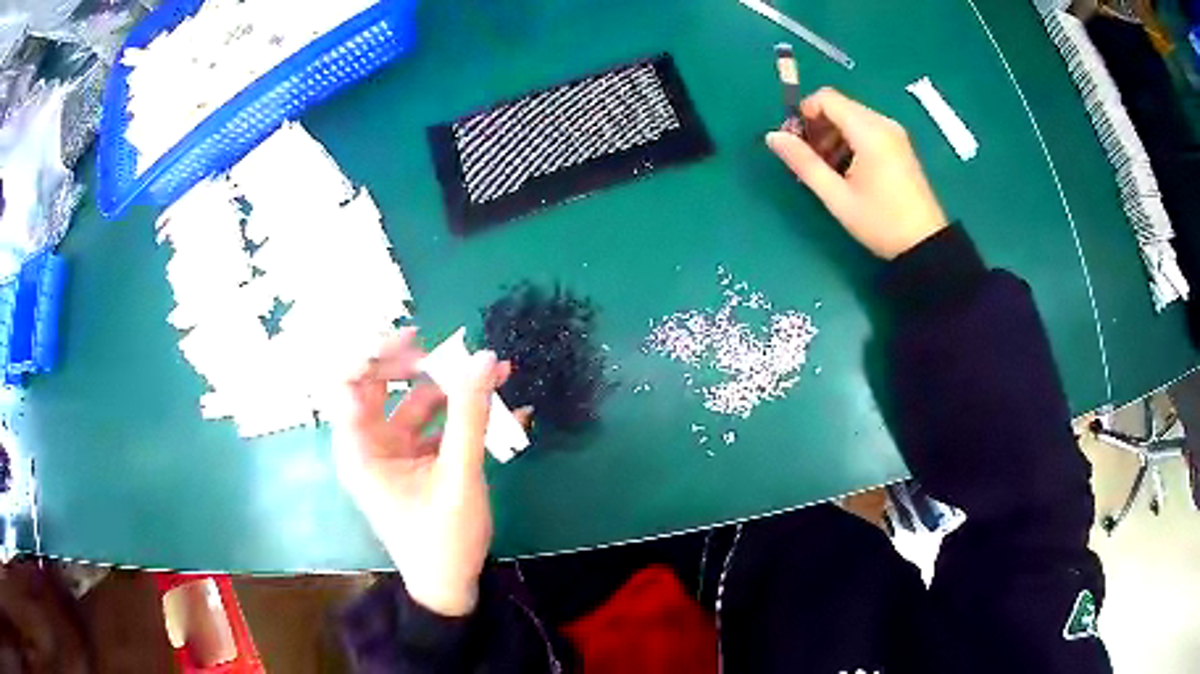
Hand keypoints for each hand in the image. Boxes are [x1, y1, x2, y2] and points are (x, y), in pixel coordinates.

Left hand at [331, 327, 510, 616]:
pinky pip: (434, 426)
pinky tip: (501, 408)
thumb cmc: (443, 537)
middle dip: (418, 366)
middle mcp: (370, 445)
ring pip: (414, 404)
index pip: (348, 383)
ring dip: (451, 388)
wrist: (450, 587)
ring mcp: (394, 453)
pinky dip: (460, 416)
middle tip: (454, 356)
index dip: (374, 354)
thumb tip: (483, 358)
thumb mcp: (458, 475)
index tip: (415, 339)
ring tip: (494, 374)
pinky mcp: (417, 462)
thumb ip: (470, 415)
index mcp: (360, 449)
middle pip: (381, 386)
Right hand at [766, 87, 947, 259]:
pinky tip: (847, 169)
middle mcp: (883, 123)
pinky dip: (850, 140)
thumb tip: (772, 137)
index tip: (796, 141)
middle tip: (810, 159)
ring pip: (851, 117)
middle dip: (818, 126)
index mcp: (869, 132)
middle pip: (839, 106)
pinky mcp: (899, 144)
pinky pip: (866, 128)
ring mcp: (894, 132)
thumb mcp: (837, 196)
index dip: (804, 113)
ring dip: (832, 135)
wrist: (925, 244)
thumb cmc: (881, 223)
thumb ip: (804, 162)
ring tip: (828, 169)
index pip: (826, 98)